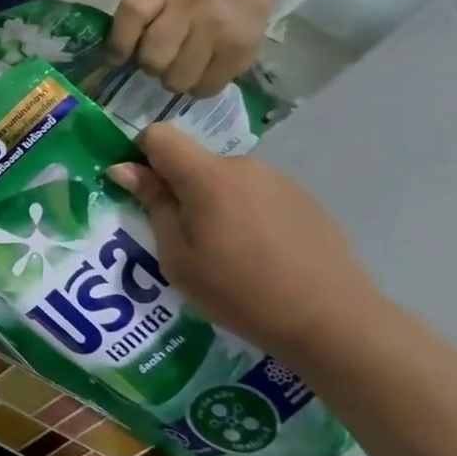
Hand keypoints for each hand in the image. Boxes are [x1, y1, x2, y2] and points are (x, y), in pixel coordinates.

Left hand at [107, 0, 265, 96]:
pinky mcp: (239, 52)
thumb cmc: (179, 11)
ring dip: (173, 81)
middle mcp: (192, 4)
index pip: (132, 13)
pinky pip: (203, 88)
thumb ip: (129, 27)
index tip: (116, 59)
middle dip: (151, 67)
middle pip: (153, 58)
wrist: (237, 1)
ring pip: (177, 80)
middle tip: (160, 61)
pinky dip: (197, 87)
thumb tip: (112, 63)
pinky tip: (202, 71)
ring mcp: (219, 28)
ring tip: (181, 67)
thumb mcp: (152, 4)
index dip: (119, 43)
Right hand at [108, 124, 383, 360]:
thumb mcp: (177, 255)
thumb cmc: (237, 290)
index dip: (139, 155)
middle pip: (194, 162)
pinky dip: (244, 215)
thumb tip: (124, 168)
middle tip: (182, 239)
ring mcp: (280, 182)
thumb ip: (153, 204)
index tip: (140, 192)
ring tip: (224, 253)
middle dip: (178, 189)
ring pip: (225, 181)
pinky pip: (256, 196)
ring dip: (212, 204)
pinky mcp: (305, 201)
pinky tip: (258, 256)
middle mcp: (244, 167)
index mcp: (207, 176)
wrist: (332, 320)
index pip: (158, 135)